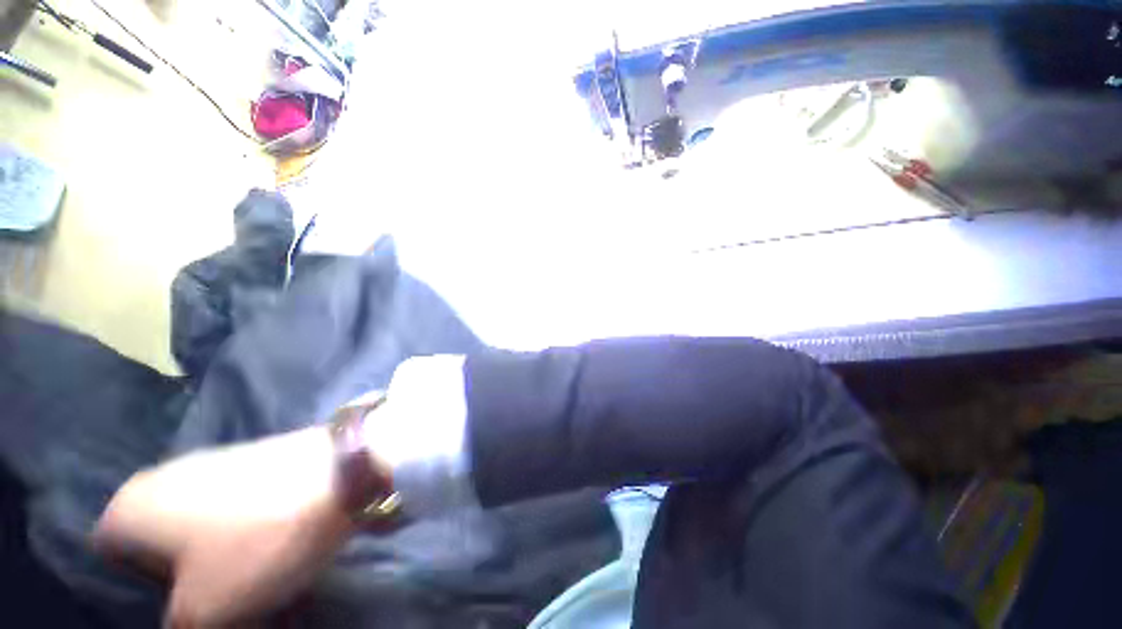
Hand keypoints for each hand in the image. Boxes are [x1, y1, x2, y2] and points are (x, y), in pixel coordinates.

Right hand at [93, 427, 354, 627]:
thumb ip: (177, 628)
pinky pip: (237, 513)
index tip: (178, 605)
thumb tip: (180, 625)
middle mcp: (165, 478)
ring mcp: (216, 466)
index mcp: (131, 506)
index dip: (139, 592)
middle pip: (158, 549)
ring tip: (252, 580)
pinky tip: (273, 550)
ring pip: (201, 533)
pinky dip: (247, 537)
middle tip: (218, 600)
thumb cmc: (258, 540)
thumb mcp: (204, 610)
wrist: (343, 472)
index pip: (109, 561)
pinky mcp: (258, 464)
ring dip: (219, 562)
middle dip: (183, 580)